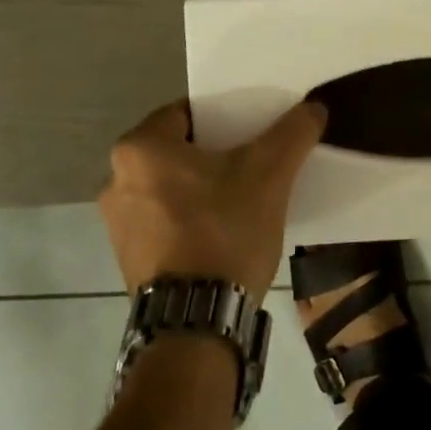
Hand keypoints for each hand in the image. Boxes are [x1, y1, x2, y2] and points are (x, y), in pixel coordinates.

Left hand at [99, 100, 327, 306]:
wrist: (196, 323)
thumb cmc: (224, 231)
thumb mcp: (269, 174)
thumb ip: (293, 133)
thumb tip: (314, 106)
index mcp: (139, 148)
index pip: (186, 112)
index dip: (223, 116)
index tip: (251, 129)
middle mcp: (115, 179)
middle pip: (177, 150)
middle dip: (213, 153)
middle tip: (252, 160)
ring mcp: (117, 223)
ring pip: (170, 186)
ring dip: (200, 187)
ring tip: (240, 197)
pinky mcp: (126, 257)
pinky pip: (163, 219)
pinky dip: (188, 218)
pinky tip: (220, 231)